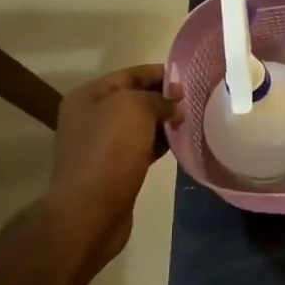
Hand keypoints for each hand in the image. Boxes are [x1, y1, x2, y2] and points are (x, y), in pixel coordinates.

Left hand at [47, 64, 182, 263]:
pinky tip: (181, 143)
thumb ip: (158, 98)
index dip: (160, 73)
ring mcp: (100, 144)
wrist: (90, 210)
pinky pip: (141, 147)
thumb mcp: (135, 108)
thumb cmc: (110, 150)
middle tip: (195, 101)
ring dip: (164, 122)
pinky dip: (160, 143)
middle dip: (164, 98)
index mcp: (88, 96)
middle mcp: (90, 117)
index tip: (190, 78)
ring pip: (139, 125)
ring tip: (193, 120)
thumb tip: (174, 103)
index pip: (130, 74)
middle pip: (134, 98)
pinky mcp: (113, 168)